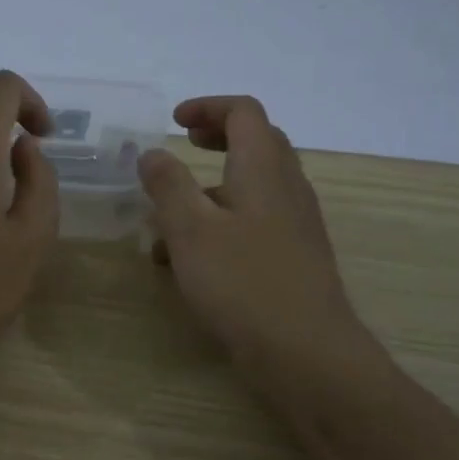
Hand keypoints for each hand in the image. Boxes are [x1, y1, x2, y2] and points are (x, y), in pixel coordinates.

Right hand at [139, 96, 382, 391]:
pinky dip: (223, 223)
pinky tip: (190, 262)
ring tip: (169, 218)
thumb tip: (152, 152)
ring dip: (212, 188)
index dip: (208, 107)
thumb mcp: (190, 230)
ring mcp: (295, 223)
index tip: (174, 123)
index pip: (244, 112)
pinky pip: (256, 222)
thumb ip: (167, 185)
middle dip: (216, 138)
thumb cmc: (243, 283)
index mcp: (264, 168)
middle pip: (257, 142)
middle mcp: (287, 187)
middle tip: (183, 146)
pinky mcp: (294, 256)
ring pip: (253, 186)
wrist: (306, 352)